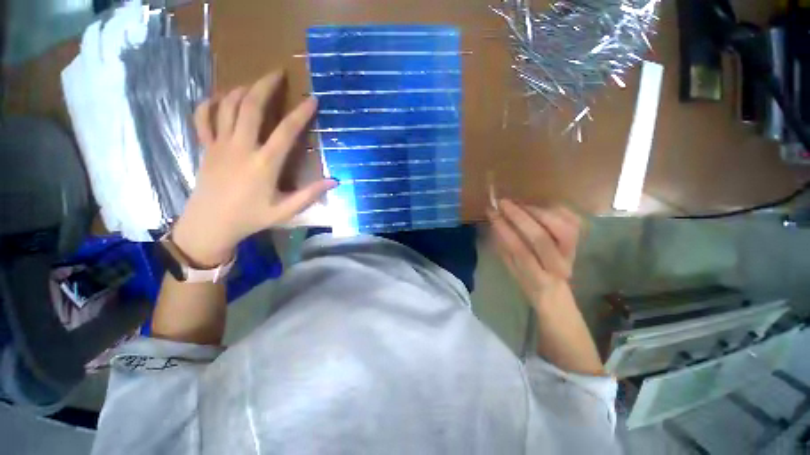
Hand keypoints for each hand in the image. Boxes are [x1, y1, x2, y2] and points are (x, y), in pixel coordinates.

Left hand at [172, 70, 336, 266]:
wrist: (210, 225)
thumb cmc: (251, 218)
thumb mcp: (285, 210)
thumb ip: (310, 194)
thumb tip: (335, 181)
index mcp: (264, 164)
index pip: (285, 132)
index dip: (301, 113)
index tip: (312, 100)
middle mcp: (241, 148)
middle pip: (250, 107)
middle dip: (265, 86)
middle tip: (278, 72)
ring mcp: (219, 145)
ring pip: (227, 106)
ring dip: (241, 89)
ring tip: (254, 83)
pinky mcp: (205, 148)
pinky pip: (203, 118)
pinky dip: (210, 103)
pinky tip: (220, 98)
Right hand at [487, 199, 579, 305]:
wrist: (554, 288)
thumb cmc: (526, 279)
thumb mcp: (510, 268)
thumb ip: (504, 246)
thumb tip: (496, 220)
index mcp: (537, 278)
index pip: (520, 250)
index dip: (505, 229)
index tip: (492, 213)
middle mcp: (559, 266)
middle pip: (541, 237)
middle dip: (519, 216)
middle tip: (503, 202)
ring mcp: (573, 253)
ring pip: (559, 226)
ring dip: (537, 211)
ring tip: (519, 205)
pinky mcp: (580, 241)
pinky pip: (570, 219)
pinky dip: (554, 209)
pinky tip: (537, 206)